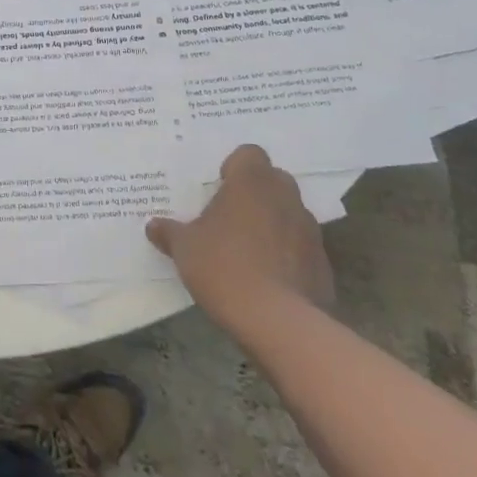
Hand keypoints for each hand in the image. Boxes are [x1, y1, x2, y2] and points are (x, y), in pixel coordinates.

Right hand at [146, 144, 333, 335]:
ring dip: (272, 224)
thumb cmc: (224, 267)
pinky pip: (301, 248)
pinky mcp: (323, 264)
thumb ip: (170, 232)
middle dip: (255, 193)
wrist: (278, 322)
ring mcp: (310, 231)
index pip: (249, 154)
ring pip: (289, 214)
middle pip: (273, 180)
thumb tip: (153, 226)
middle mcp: (285, 197)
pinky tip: (268, 279)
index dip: (234, 167)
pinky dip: (288, 255)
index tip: (219, 189)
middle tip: (230, 216)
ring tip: (248, 251)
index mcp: (251, 183)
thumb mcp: (184, 248)